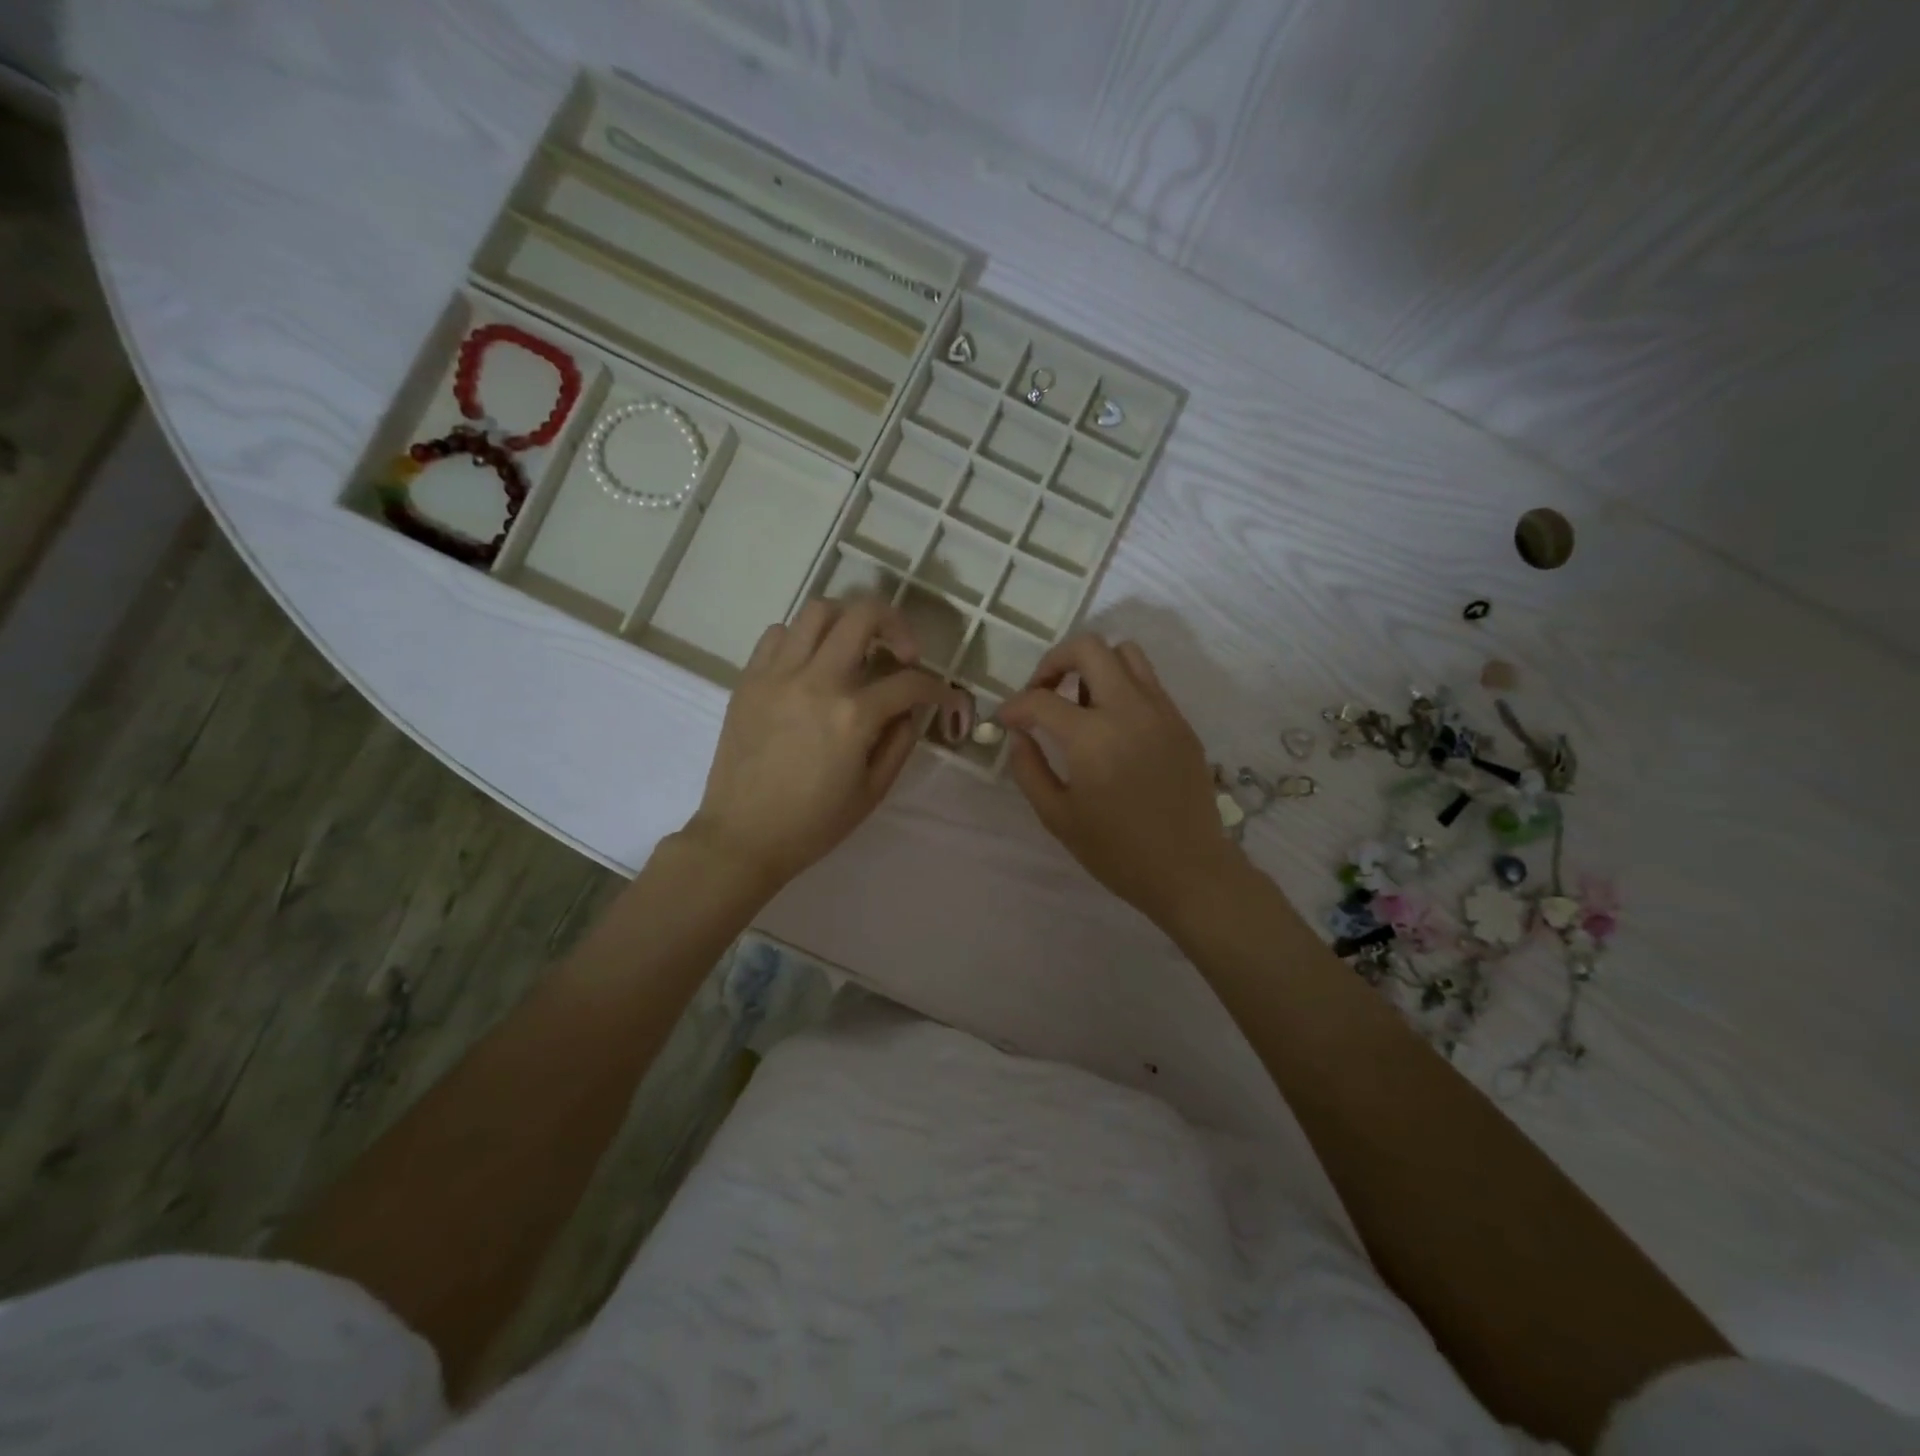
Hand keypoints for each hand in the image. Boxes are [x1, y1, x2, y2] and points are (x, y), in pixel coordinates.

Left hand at [685, 597, 959, 893]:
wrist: (742, 837)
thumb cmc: (813, 824)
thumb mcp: (872, 791)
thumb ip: (899, 742)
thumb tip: (910, 709)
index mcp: (853, 716)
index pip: (910, 682)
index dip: (937, 687)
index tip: (943, 696)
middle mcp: (817, 681)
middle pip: (864, 615)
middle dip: (896, 624)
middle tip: (902, 652)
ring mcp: (778, 674)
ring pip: (818, 610)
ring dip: (847, 621)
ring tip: (855, 648)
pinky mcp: (749, 679)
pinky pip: (778, 633)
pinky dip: (802, 638)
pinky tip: (811, 665)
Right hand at [998, 635, 1244, 928]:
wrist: (1189, 870)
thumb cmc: (1117, 852)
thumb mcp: (1057, 816)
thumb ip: (1029, 769)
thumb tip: (1019, 735)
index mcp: (1092, 737)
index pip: (1041, 700)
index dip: (1014, 706)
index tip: (1006, 721)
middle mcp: (1128, 709)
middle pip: (1088, 648)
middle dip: (1054, 662)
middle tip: (1043, 693)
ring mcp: (1161, 711)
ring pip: (1125, 653)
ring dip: (1093, 666)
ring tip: (1080, 703)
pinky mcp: (1181, 722)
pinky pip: (1148, 682)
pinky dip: (1122, 686)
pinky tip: (1112, 724)